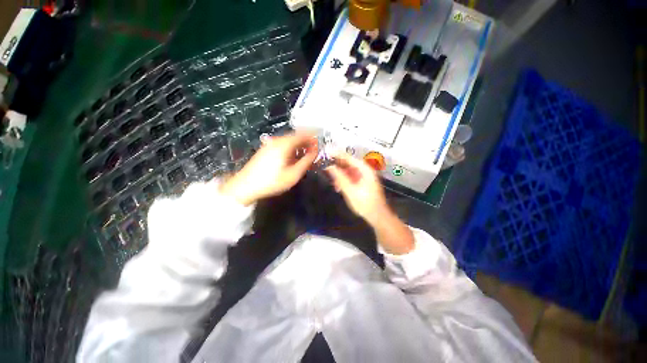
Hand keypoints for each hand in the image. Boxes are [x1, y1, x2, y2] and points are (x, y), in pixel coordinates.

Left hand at [220, 132, 317, 204]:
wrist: (245, 186)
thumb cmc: (272, 181)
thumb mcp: (293, 174)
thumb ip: (306, 161)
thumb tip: (315, 152)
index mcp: (285, 144)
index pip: (303, 134)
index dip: (313, 138)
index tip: (321, 144)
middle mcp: (277, 140)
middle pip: (296, 136)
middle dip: (307, 142)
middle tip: (315, 152)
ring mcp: (270, 143)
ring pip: (290, 140)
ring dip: (299, 146)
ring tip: (306, 156)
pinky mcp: (266, 149)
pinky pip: (283, 144)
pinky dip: (292, 148)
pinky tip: (293, 158)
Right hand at [325, 153, 390, 224]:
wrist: (377, 216)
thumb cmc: (364, 203)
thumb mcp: (349, 190)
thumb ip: (339, 177)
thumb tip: (330, 167)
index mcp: (365, 169)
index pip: (348, 158)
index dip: (337, 154)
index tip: (327, 152)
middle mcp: (366, 170)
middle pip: (349, 164)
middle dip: (337, 166)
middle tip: (326, 168)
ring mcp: (365, 176)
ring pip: (349, 171)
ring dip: (340, 175)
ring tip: (333, 182)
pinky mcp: (364, 183)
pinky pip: (352, 177)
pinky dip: (345, 180)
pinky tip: (338, 187)